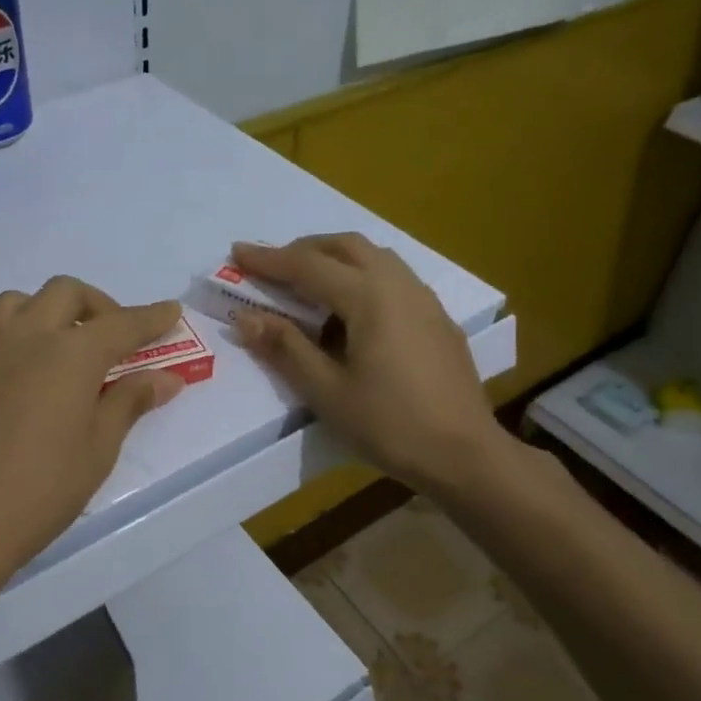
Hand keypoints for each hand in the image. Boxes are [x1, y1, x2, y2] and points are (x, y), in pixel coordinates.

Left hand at [0, 276, 186, 600]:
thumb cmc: (36, 494)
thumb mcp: (96, 452)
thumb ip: (129, 403)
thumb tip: (165, 379)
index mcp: (68, 354)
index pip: (121, 324)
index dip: (151, 317)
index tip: (170, 312)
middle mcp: (21, 336)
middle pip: (65, 293)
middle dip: (97, 306)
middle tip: (110, 339)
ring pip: (15, 304)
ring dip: (45, 313)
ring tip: (55, 350)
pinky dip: (7, 342)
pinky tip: (8, 383)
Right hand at [230, 235, 495, 492]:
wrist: (465, 454)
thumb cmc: (390, 425)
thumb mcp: (327, 392)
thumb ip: (286, 348)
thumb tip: (245, 317)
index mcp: (369, 297)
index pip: (308, 266)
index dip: (268, 259)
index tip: (236, 251)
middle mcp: (399, 285)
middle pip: (346, 246)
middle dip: (305, 249)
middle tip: (272, 267)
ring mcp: (425, 300)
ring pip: (375, 257)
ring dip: (336, 259)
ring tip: (309, 285)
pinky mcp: (438, 319)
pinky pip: (394, 278)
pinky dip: (362, 277)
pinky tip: (353, 313)